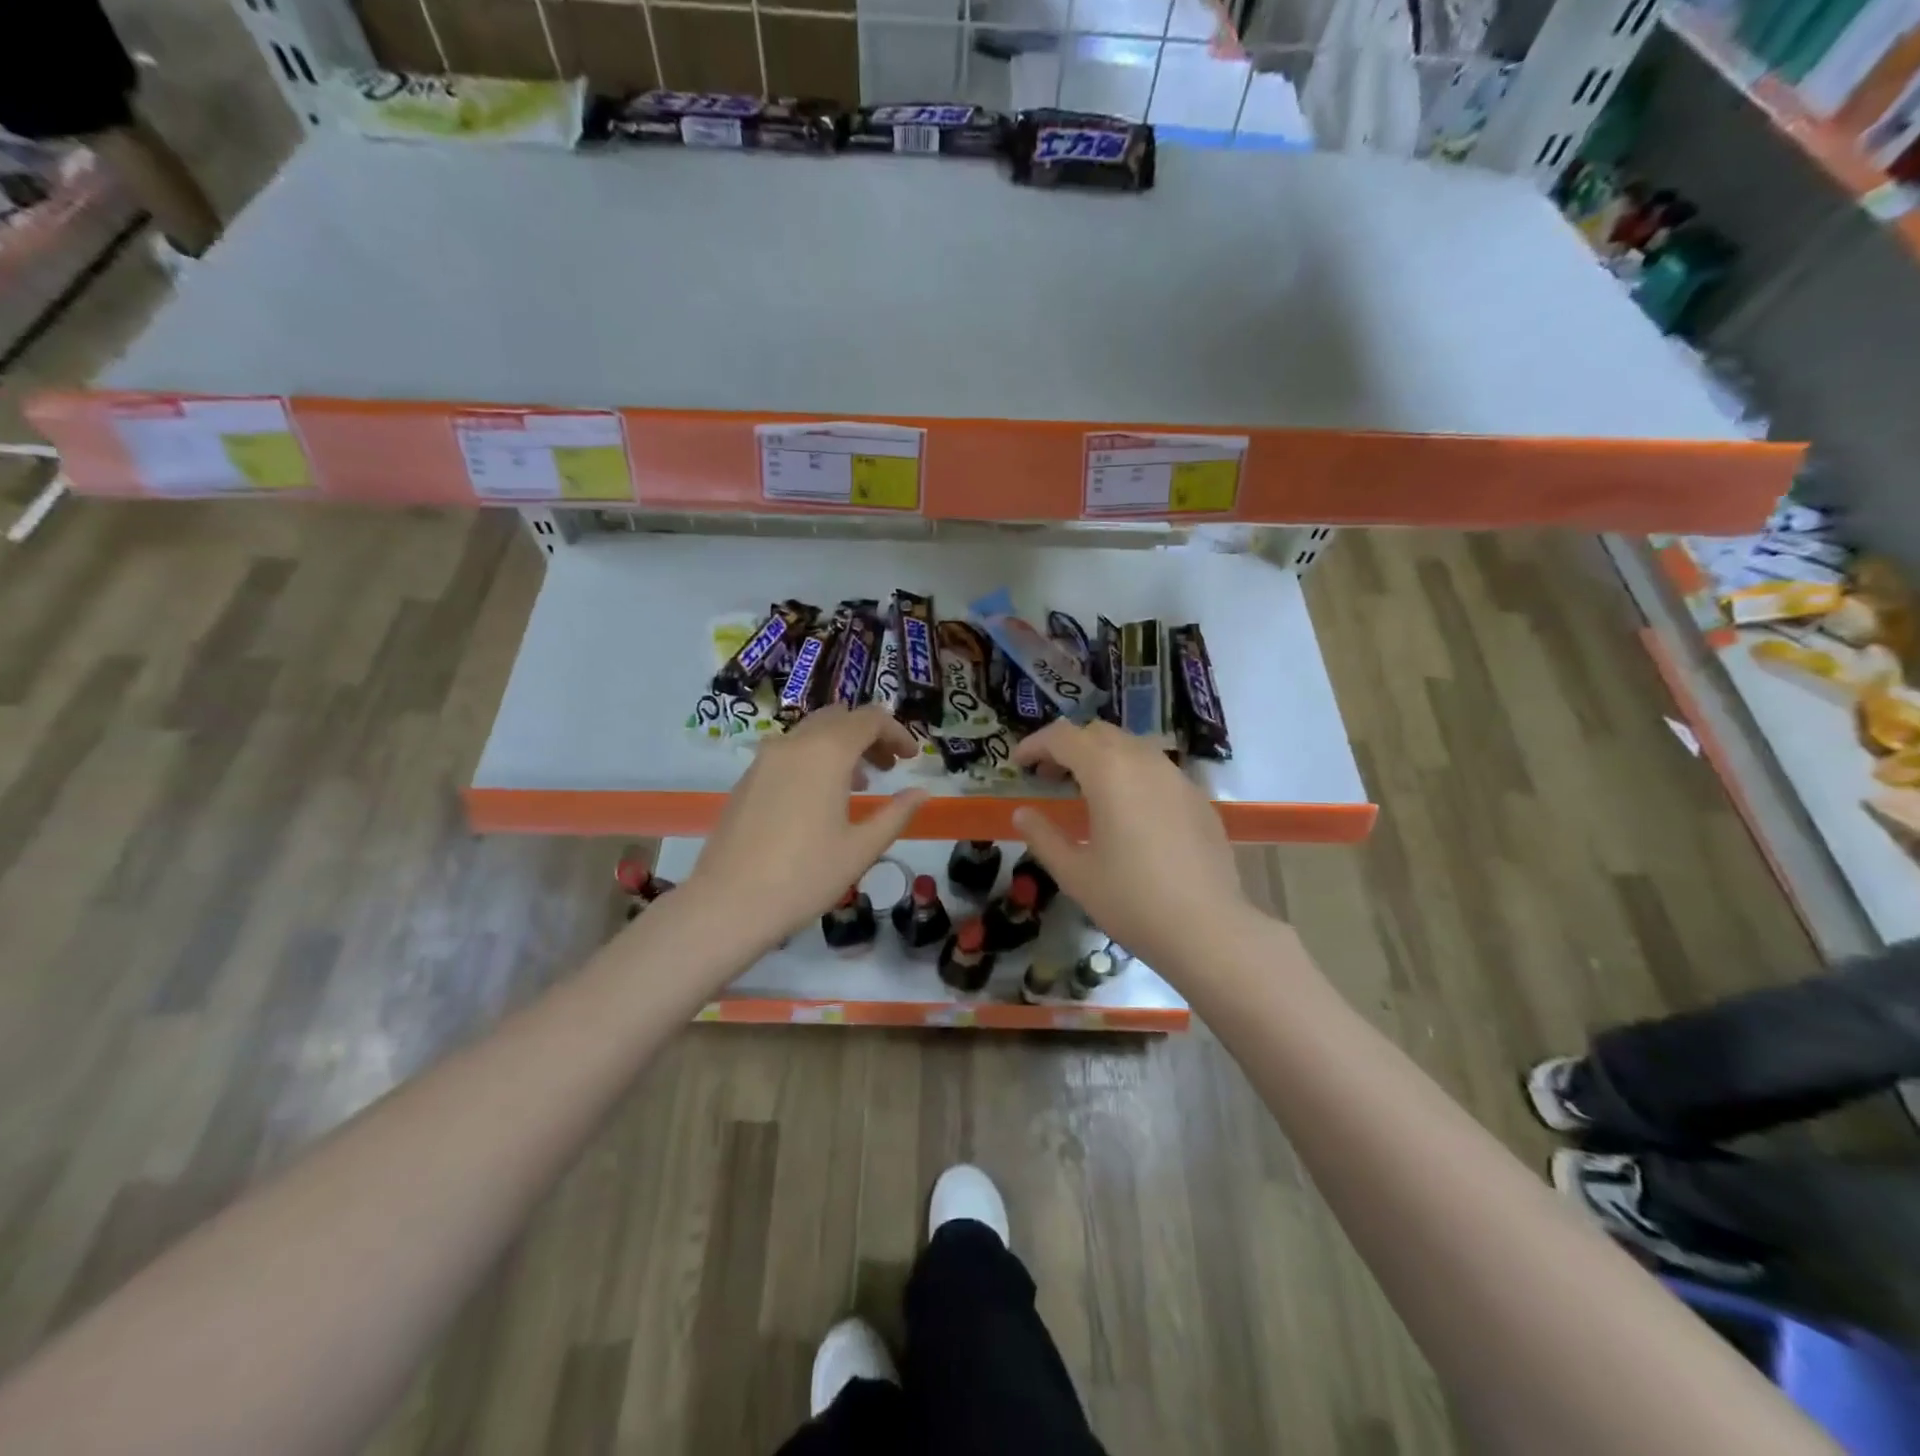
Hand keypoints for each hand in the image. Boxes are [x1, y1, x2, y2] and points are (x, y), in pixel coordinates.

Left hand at [681, 704, 928, 951]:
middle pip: (839, 718)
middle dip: (869, 735)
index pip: (869, 719)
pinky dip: (814, 759)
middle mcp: (794, 744)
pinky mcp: (747, 779)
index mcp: (826, 752)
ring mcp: (764, 759)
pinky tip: (820, 798)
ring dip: (841, 746)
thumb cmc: (805, 876)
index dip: (897, 732)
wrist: (728, 903)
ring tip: (860, 784)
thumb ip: (896, 814)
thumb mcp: (861, 848)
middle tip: (889, 767)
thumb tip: (921, 793)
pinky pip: (789, 752)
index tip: (912, 758)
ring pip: (811, 733)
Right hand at [1011, 720, 1268, 973]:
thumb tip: (1022, 814)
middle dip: (1068, 747)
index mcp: (1108, 771)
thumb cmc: (1131, 900)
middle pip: (1098, 733)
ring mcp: (1177, 777)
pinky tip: (1129, 813)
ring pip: (1132, 747)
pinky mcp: (1198, 798)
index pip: (1063, 737)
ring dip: (1102, 757)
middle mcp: (1144, 761)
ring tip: (1087, 792)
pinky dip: (1132, 775)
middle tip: (1049, 777)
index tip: (1018, 763)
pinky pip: (1157, 770)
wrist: (1208, 929)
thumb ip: (1043, 836)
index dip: (1035, 744)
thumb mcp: (1074, 873)